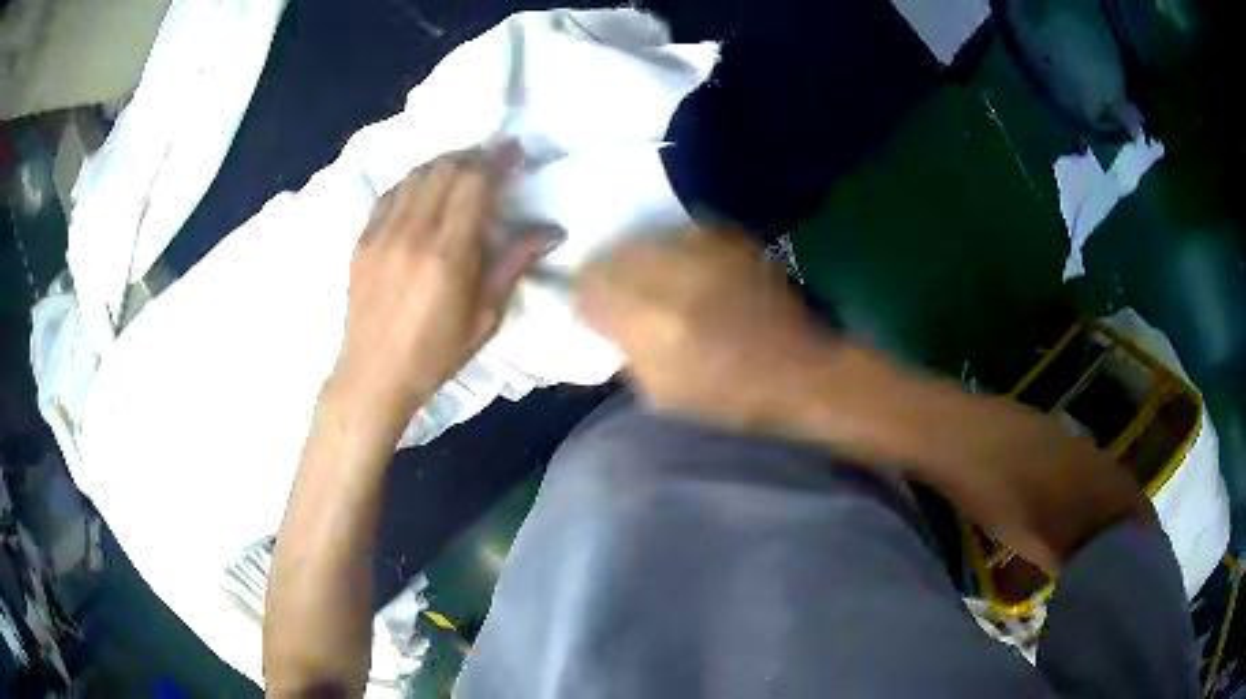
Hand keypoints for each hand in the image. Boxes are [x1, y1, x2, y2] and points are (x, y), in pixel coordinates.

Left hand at [331, 148, 550, 435]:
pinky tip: (422, 193)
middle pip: (445, 168)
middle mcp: (412, 232)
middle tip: (490, 165)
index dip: (498, 161)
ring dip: (442, 166)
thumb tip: (550, 233)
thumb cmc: (435, 354)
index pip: (474, 183)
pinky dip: (412, 183)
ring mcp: (381, 233)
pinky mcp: (362, 239)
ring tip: (458, 175)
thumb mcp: (484, 318)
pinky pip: (390, 193)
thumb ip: (513, 265)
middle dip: (473, 158)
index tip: (515, 154)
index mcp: (448, 254)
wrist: (373, 375)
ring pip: (415, 174)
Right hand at [577, 228, 833, 428]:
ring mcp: (706, 254)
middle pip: (616, 255)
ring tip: (652, 281)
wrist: (801, 372)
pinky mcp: (732, 242)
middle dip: (607, 272)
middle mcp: (676, 279)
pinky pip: (683, 235)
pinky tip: (687, 272)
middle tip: (614, 291)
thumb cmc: (730, 396)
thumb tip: (601, 319)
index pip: (592, 287)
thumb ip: (625, 351)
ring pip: (647, 240)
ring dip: (639, 259)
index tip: (588, 305)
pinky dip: (674, 251)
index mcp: (653, 324)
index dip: (583, 294)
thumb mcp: (663, 391)